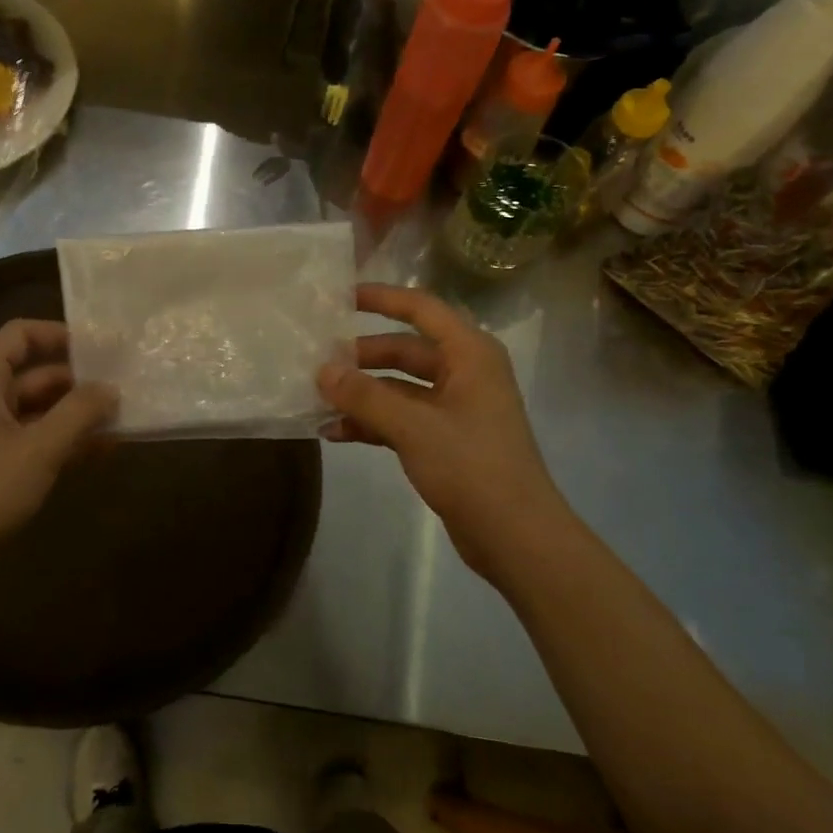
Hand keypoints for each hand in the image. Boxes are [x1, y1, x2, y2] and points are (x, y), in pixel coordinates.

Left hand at [0, 318, 116, 591]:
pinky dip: (63, 441)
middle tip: (125, 387)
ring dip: (76, 415)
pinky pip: (32, 440)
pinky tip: (103, 451)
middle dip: (79, 381)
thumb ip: (80, 413)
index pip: (21, 334)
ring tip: (123, 419)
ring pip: (37, 410)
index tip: (104, 346)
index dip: (62, 335)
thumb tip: (112, 389)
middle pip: (34, 374)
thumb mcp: (40, 449)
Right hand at [317, 284, 566, 580]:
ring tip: (316, 398)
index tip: (341, 297)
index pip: (422, 309)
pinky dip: (372, 422)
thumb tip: (322, 370)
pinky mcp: (445, 440)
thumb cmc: (471, 467)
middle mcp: (464, 373)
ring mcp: (455, 408)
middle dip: (362, 356)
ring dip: (362, 393)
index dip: (382, 299)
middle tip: (317, 360)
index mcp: (470, 354)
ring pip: (399, 387)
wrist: (515, 535)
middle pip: (405, 350)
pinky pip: (401, 418)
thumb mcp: (413, 427)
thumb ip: (364, 396)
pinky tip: (335, 432)